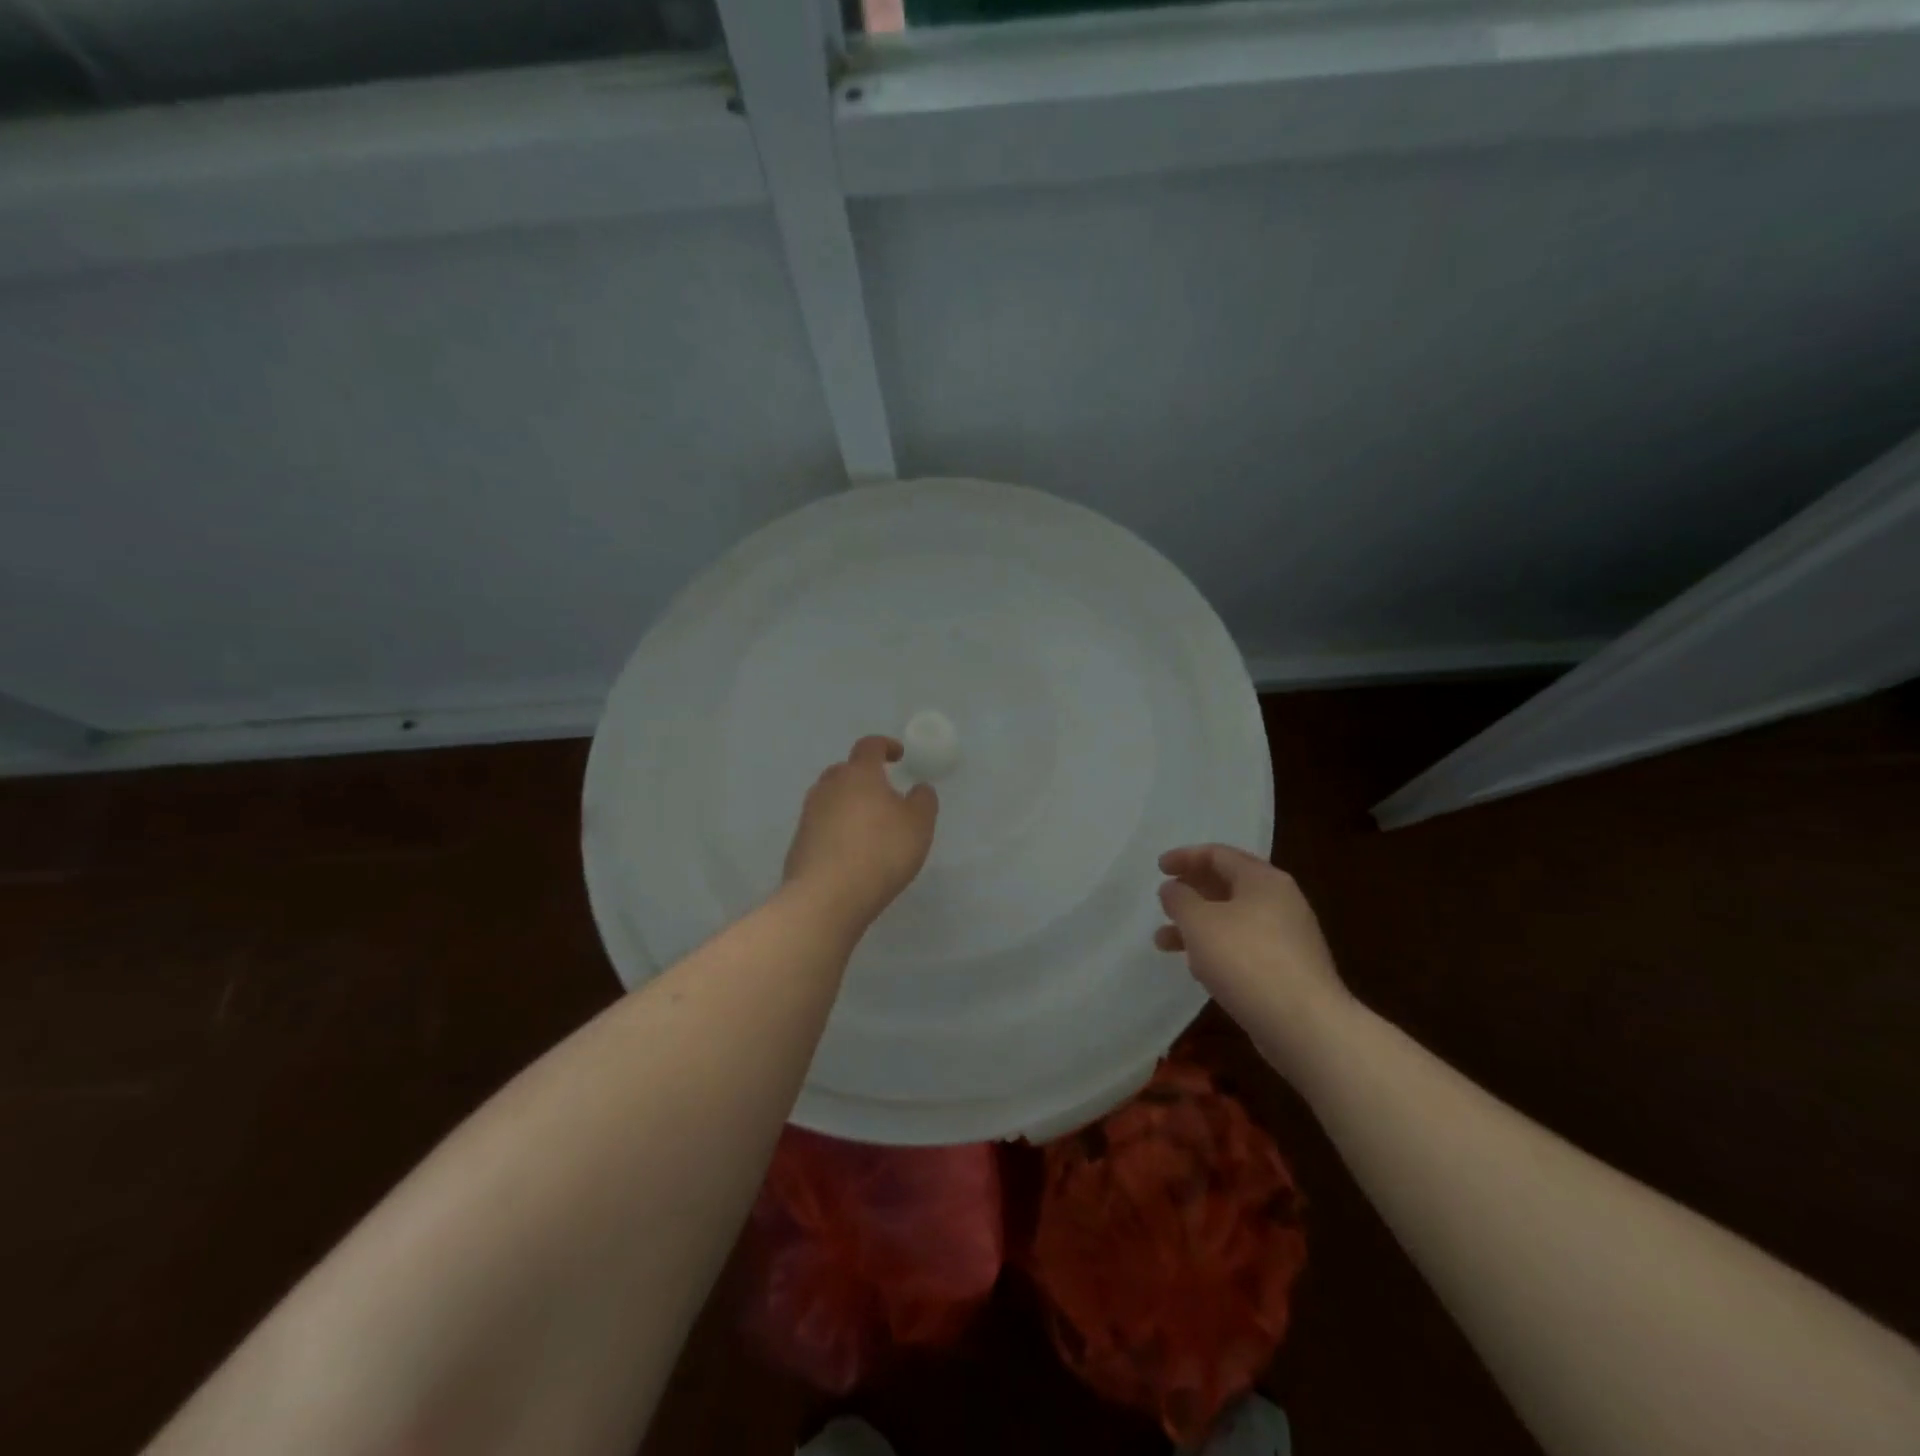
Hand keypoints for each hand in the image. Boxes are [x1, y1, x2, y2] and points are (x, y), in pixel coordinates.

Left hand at [783, 736, 938, 931]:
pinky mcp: (798, 842)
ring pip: (831, 798)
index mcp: (859, 774)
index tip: (898, 755)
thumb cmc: (881, 851)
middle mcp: (829, 786)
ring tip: (868, 826)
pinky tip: (850, 852)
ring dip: (848, 805)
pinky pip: (821, 826)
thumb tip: (918, 788)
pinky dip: (836, 830)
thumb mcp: (919, 825)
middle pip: (845, 771)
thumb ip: (923, 801)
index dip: (886, 746)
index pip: (869, 746)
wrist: (827, 897)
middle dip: (864, 777)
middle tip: (883, 794)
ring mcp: (809, 814)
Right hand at [1154, 844, 1350, 1075]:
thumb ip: (1179, 899)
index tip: (1158, 869)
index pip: (1218, 855)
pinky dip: (1217, 948)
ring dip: (1197, 925)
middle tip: (1163, 902)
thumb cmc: (1246, 960)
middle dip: (1191, 892)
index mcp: (1262, 879)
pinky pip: (1245, 946)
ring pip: (1233, 919)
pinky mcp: (1288, 969)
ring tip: (1164, 942)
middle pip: (1227, 885)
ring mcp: (1288, 936)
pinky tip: (1198, 968)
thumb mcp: (1199, 922)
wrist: (1305, 1025)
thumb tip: (1173, 889)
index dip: (1185, 857)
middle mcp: (1280, 901)